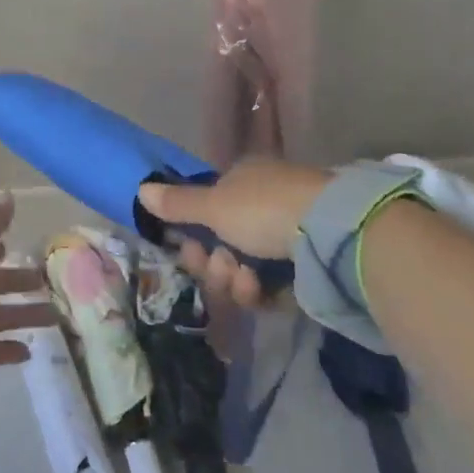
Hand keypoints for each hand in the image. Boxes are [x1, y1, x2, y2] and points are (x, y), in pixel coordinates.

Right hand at [137, 159, 328, 310]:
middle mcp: (263, 203)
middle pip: (222, 242)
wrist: (333, 234)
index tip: (191, 248)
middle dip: (214, 263)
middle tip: (220, 267)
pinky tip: (266, 292)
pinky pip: (272, 283)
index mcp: (242, 180)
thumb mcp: (213, 205)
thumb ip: (177, 203)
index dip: (193, 233)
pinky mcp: (308, 266)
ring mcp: (287, 235)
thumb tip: (140, 189)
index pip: (207, 208)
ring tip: (248, 282)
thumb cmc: (264, 209)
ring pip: (244, 267)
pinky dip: (263, 291)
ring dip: (236, 280)